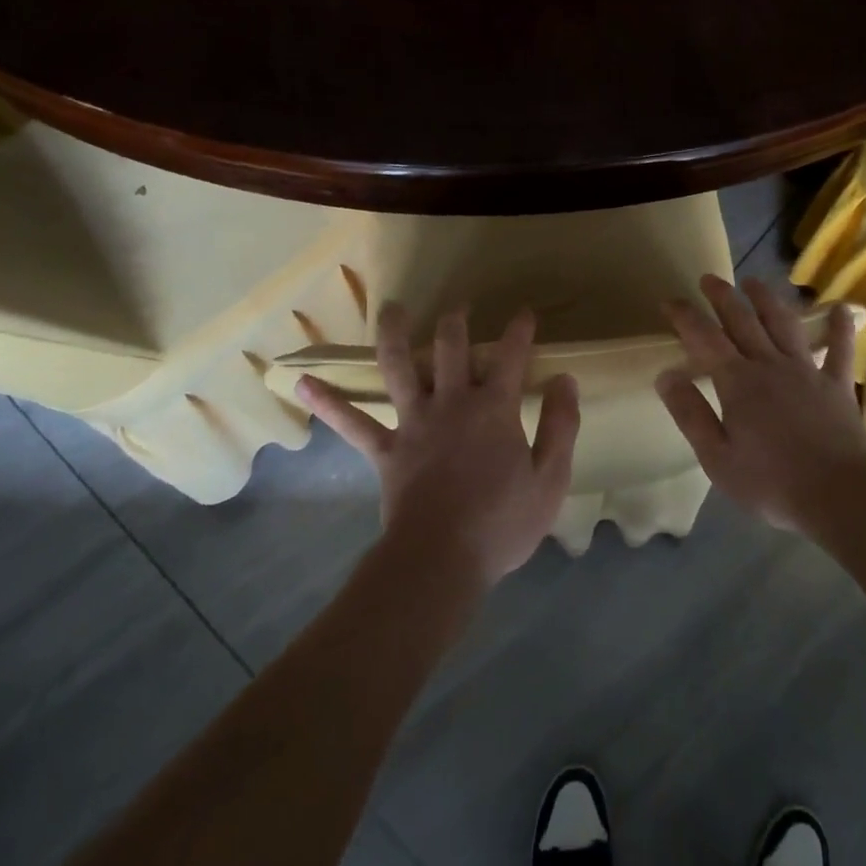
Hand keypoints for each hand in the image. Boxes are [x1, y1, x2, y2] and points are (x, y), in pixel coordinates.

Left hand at [297, 304, 579, 585]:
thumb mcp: (550, 479)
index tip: (524, 312)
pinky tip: (301, 383)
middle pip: (451, 347)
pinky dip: (327, 403)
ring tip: (392, 309)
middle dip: (457, 321)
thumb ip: (561, 426)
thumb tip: (564, 380)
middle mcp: (452, 403)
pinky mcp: (385, 450)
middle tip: (461, 305)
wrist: (440, 560)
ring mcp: (413, 423)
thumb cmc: (501, 523)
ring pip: (399, 367)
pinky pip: (351, 423)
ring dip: (395, 335)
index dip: (519, 330)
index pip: (511, 356)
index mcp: (494, 408)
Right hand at [656, 275, 865, 535]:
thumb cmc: (771, 483)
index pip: (705, 338)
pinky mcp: (837, 385)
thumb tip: (666, 375)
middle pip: (743, 321)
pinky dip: (841, 328)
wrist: (839, 496)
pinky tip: (842, 309)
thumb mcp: (717, 458)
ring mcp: (807, 371)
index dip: (686, 316)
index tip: (670, 301)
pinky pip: (840, 349)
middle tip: (710, 278)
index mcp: (738, 383)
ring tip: (754, 282)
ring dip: (767, 300)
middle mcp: (770, 365)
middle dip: (723, 297)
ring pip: (784, 324)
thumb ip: (691, 414)